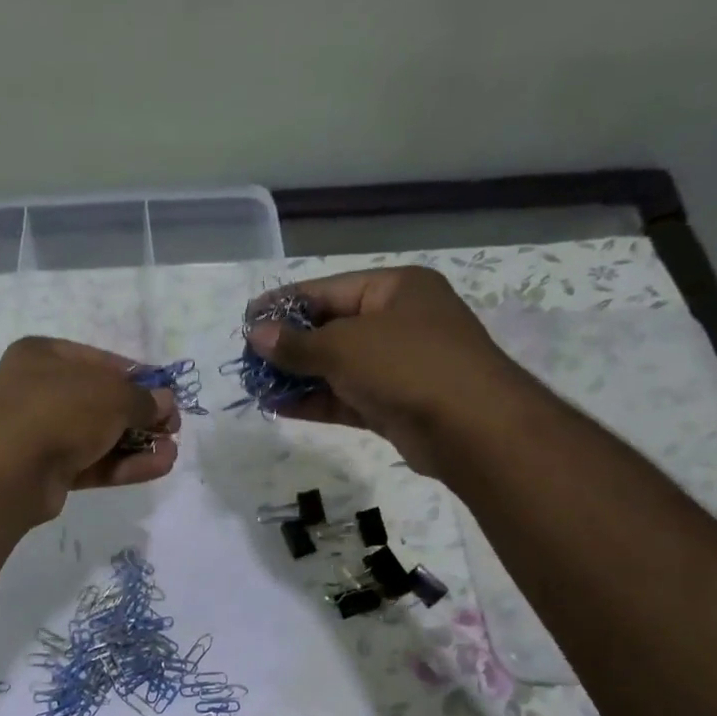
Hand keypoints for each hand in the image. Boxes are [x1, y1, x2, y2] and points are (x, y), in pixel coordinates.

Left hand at [0, 337, 180, 520]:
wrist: (9, 471)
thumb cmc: (59, 411)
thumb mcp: (111, 394)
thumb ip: (142, 399)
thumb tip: (164, 403)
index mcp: (43, 355)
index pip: (101, 362)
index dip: (139, 378)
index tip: (168, 394)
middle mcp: (39, 390)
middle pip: (101, 402)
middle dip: (141, 416)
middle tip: (173, 428)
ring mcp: (41, 433)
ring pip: (98, 436)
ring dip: (137, 444)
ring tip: (172, 452)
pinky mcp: (48, 471)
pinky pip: (92, 463)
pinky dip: (123, 465)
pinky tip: (158, 467)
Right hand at [243, 267, 534, 477]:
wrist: (469, 427)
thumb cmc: (407, 364)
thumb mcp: (343, 347)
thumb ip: (296, 344)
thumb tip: (256, 335)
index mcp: (395, 289)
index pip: (329, 290)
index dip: (285, 303)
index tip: (247, 318)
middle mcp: (398, 322)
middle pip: (331, 328)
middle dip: (288, 345)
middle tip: (248, 358)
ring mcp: (397, 365)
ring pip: (336, 367)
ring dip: (297, 377)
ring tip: (256, 386)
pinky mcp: (393, 403)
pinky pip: (345, 397)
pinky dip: (314, 401)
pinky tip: (279, 407)